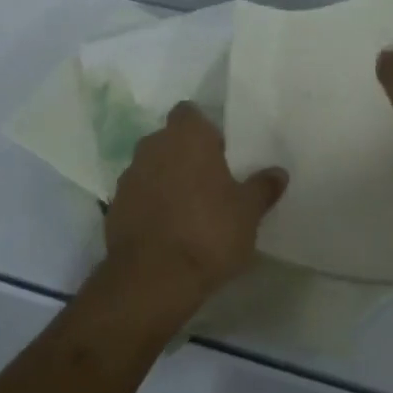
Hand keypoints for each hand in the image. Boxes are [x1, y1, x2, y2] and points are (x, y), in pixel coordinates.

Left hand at [103, 103, 287, 316]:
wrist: (152, 280)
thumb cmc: (208, 232)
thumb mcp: (248, 212)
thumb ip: (262, 187)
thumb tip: (278, 173)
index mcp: (187, 136)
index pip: (189, 113)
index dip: (203, 129)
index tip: (219, 151)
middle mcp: (153, 146)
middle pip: (169, 139)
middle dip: (184, 155)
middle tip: (209, 182)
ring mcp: (129, 176)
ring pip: (151, 167)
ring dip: (165, 180)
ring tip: (188, 209)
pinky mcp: (114, 208)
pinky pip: (138, 196)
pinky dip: (150, 205)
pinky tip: (167, 230)